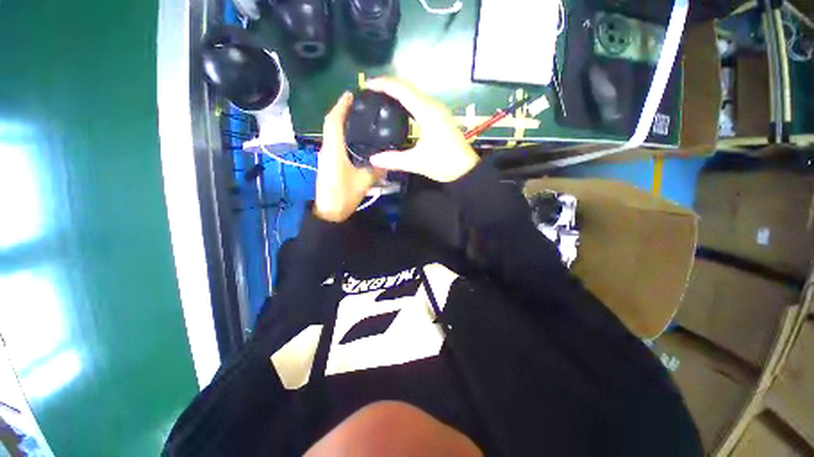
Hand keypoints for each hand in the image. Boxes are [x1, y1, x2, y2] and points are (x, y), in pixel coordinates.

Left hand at [314, 92, 382, 222]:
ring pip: (333, 133)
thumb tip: (388, 162)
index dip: (341, 106)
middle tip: (360, 106)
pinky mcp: (329, 163)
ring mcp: (327, 156)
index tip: (351, 94)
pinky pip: (336, 143)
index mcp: (333, 150)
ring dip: (343, 124)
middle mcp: (327, 149)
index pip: (334, 121)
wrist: (329, 212)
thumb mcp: (364, 182)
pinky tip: (357, 139)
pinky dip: (344, 136)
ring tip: (360, 119)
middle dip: (343, 112)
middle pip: (332, 124)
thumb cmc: (343, 196)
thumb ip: (377, 170)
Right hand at [365, 78, 479, 182]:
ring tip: (382, 98)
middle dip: (389, 85)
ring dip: (398, 91)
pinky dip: (407, 100)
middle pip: (409, 86)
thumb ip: (394, 160)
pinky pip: (420, 101)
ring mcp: (438, 111)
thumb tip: (372, 159)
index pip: (402, 90)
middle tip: (372, 91)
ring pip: (415, 93)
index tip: (367, 85)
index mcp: (427, 112)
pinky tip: (400, 110)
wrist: (467, 170)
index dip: (383, 84)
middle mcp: (433, 106)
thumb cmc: (444, 164)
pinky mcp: (440, 117)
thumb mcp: (417, 163)